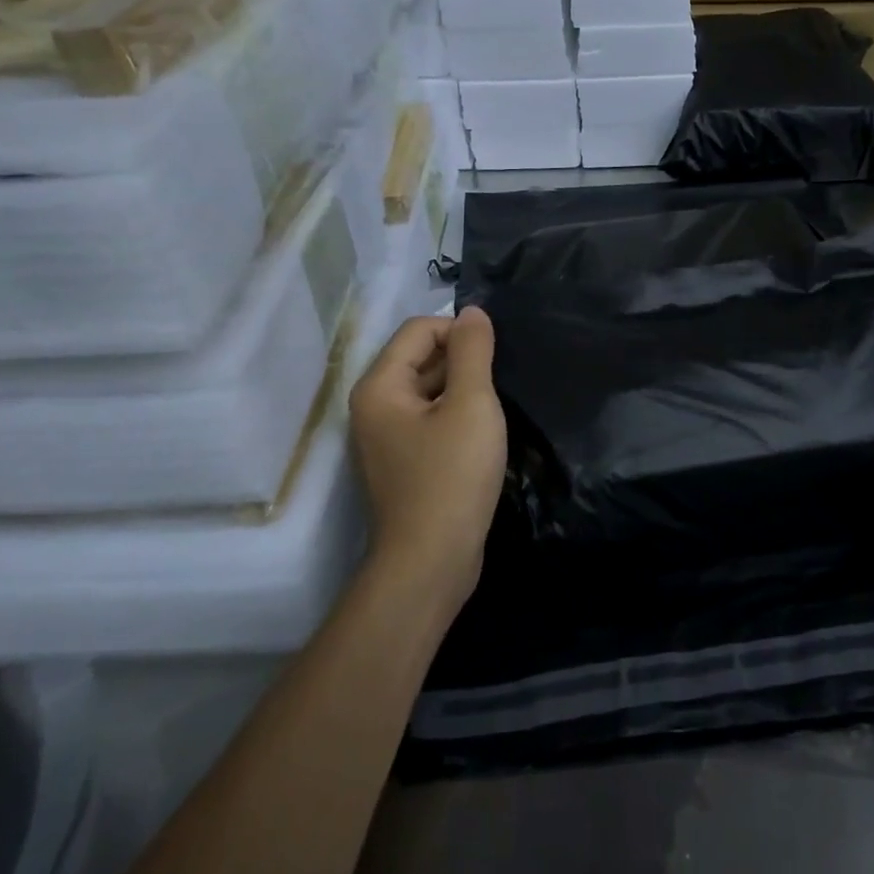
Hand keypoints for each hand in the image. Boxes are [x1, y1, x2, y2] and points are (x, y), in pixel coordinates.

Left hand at [348, 309, 506, 614]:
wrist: (431, 562)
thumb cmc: (451, 477)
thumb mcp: (471, 405)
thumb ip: (472, 352)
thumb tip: (471, 312)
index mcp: (379, 386)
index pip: (419, 330)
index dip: (460, 333)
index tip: (496, 357)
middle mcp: (373, 407)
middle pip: (420, 359)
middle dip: (463, 362)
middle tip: (500, 383)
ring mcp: (387, 438)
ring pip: (429, 392)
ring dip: (463, 391)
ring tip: (497, 408)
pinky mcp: (404, 463)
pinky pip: (431, 421)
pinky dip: (457, 418)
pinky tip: (485, 435)